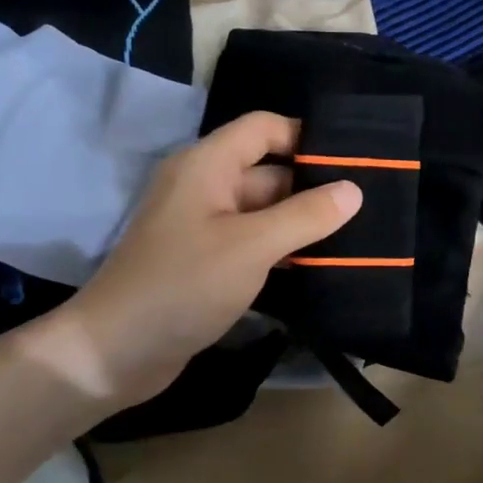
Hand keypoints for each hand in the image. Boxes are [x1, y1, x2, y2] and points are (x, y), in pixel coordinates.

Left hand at [23, 112, 361, 406]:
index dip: (306, 138)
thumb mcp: (252, 246)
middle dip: (313, 187)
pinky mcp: (206, 262)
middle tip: (367, 206)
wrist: (115, 353)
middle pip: (268, 172)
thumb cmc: (183, 285)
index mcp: (207, 166)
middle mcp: (205, 187)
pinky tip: (321, 266)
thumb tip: (353, 190)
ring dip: (302, 223)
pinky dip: (282, 250)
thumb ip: (306, 215)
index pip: (264, 129)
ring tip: (356, 237)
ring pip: (264, 212)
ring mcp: (204, 227)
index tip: (353, 162)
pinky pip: (253, 243)